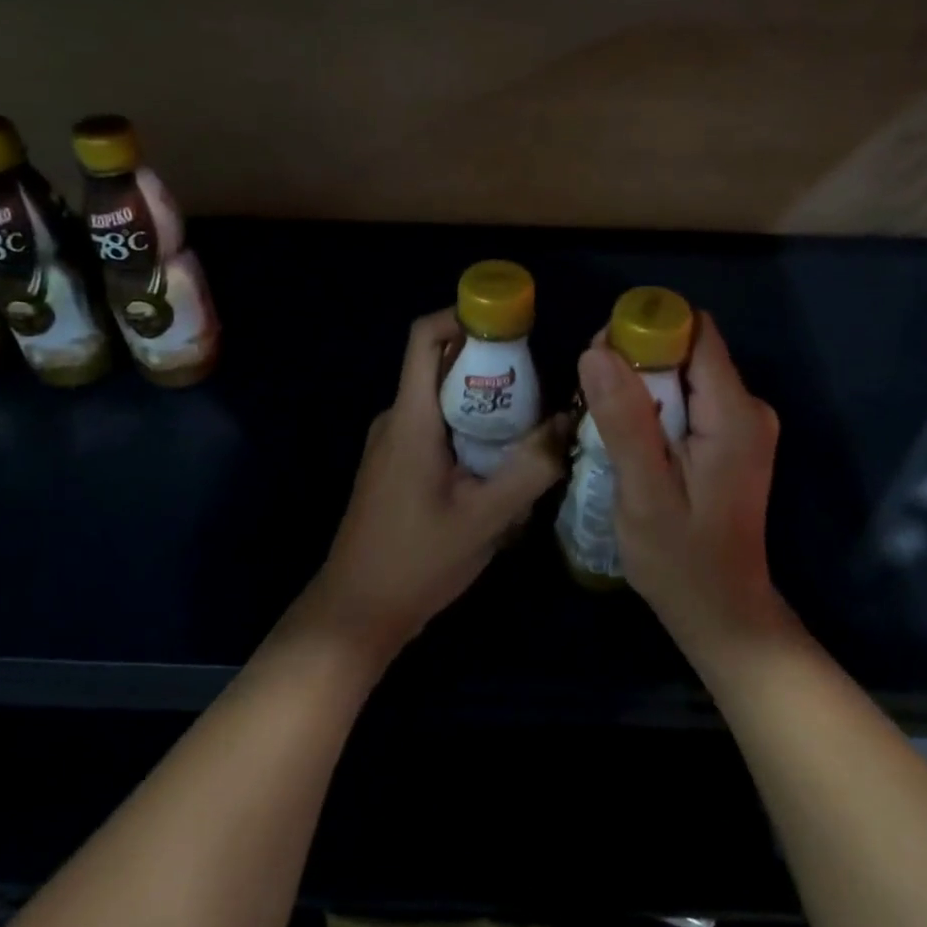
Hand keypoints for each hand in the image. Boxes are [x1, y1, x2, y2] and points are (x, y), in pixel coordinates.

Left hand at [308, 309, 568, 660]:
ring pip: (443, 403)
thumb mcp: (485, 519)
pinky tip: (500, 469)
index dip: (464, 316)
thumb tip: (568, 425)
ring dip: (485, 407)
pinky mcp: (396, 467)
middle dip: (492, 368)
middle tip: (541, 391)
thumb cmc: (417, 560)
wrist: (358, 610)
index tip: (511, 325)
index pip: (426, 337)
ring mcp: (392, 445)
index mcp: (410, 419)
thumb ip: (530, 469)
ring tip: (531, 432)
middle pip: (442, 367)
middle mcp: (396, 420)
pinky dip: (470, 433)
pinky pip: (436, 430)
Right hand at [576, 313, 781, 645]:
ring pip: (683, 375)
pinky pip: (688, 400)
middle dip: (637, 362)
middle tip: (594, 399)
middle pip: (687, 351)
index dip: (646, 331)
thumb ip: (624, 420)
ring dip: (642, 388)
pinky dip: (656, 409)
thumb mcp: (644, 493)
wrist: (723, 612)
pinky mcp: (732, 440)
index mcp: (734, 414)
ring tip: (607, 426)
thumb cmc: (682, 561)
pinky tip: (632, 443)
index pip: (694, 333)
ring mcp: (743, 425)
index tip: (602, 357)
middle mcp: (748, 408)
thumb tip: (596, 349)